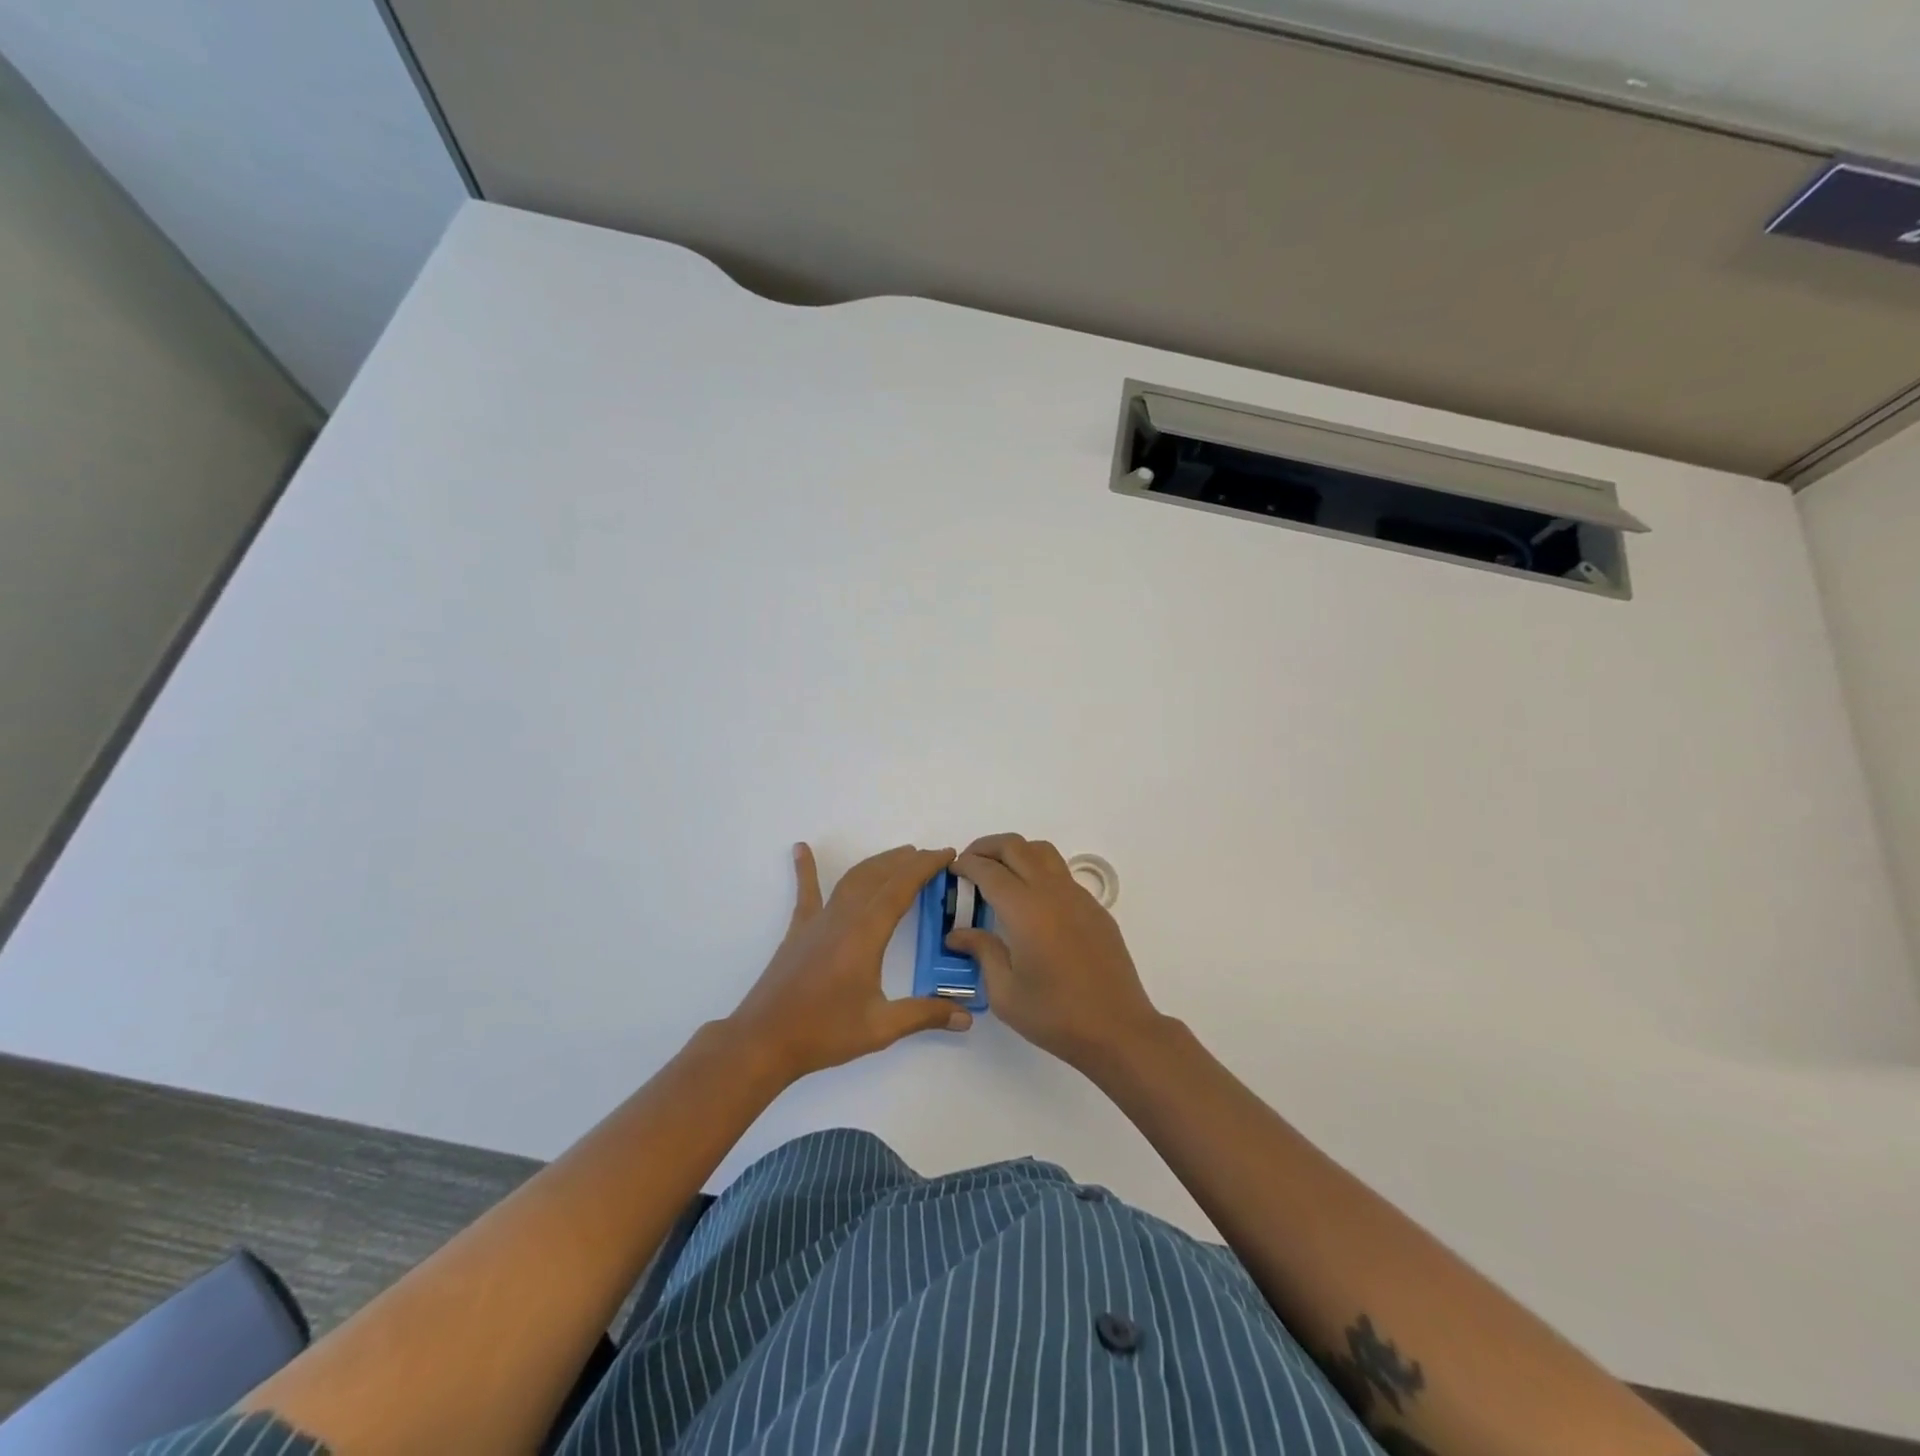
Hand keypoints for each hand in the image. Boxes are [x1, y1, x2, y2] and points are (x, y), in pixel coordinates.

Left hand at [728, 842, 971, 1082]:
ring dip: (877, 863)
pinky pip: (806, 892)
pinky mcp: (798, 930)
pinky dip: (806, 868)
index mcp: (866, 934)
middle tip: (930, 855)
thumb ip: (924, 1015)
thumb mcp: (880, 1028)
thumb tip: (966, 1018)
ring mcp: (817, 921)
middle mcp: (843, 917)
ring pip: (851, 879)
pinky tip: (801, 849)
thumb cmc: (824, 1032)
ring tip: (899, 854)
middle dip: (906, 861)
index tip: (946, 854)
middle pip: (878, 876)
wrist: (764, 1041)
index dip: (925, 867)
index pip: (901, 888)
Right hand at [948, 833, 1163, 1070]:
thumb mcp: (1006, 993)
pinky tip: (1031, 902)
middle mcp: (1052, 892)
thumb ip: (982, 952)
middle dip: (987, 847)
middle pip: (1015, 847)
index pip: (989, 870)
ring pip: (1043, 852)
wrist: (1118, 1029)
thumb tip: (958, 933)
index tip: (952, 869)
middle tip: (969, 863)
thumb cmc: (1056, 1015)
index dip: (966, 864)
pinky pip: (1061, 874)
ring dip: (1016, 852)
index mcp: (1025, 910)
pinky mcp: (1095, 908)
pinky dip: (1039, 871)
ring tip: (999, 873)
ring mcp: (1078, 897)